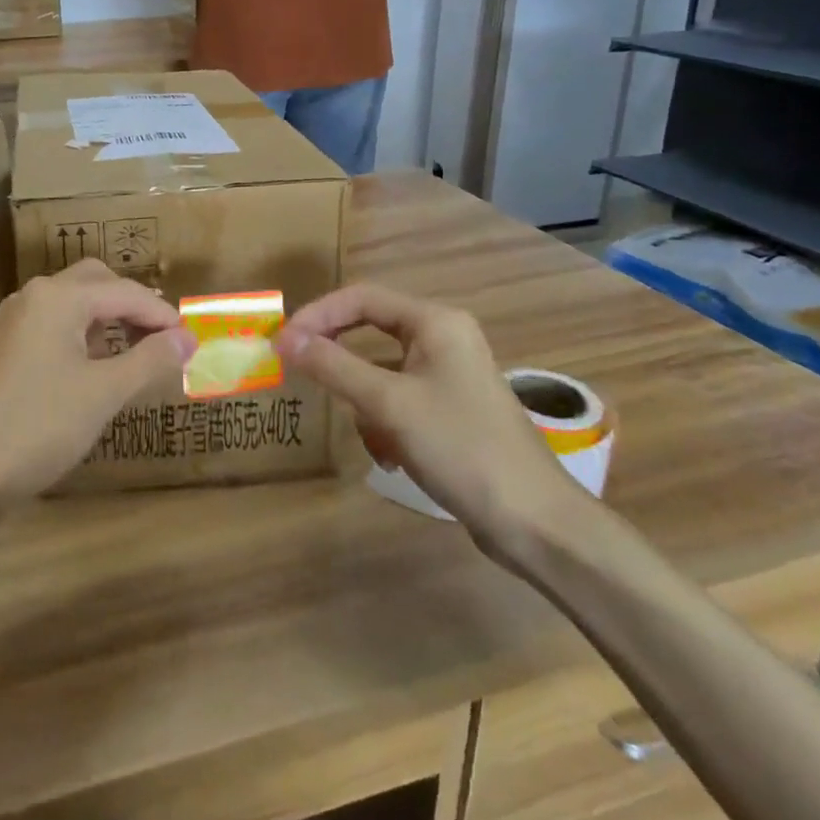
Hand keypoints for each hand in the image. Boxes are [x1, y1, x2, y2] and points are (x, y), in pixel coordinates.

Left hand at [0, 260, 195, 510]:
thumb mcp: (103, 394)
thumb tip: (186, 338)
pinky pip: (55, 328)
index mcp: (58, 297)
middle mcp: (34, 297)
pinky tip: (96, 371)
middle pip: (96, 283)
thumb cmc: (37, 426)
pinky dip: (84, 338)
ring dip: (108, 321)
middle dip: (133, 306)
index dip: (163, 316)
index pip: (125, 292)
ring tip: (138, 356)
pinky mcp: (4, 350)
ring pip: (73, 305)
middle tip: (164, 339)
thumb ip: (150, 360)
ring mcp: (14, 323)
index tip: (193, 342)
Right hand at [277, 285, 582, 564]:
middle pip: (371, 330)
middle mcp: (444, 337)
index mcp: (435, 322)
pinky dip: (386, 423)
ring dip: (365, 402)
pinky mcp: (453, 409)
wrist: (536, 522)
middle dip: (340, 359)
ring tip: (371, 437)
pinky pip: (400, 399)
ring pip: (382, 371)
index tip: (284, 342)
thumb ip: (334, 366)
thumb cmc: (461, 448)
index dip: (318, 315)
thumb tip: (285, 339)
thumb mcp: (388, 404)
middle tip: (301, 372)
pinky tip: (392, 458)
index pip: (361, 297)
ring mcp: (451, 374)